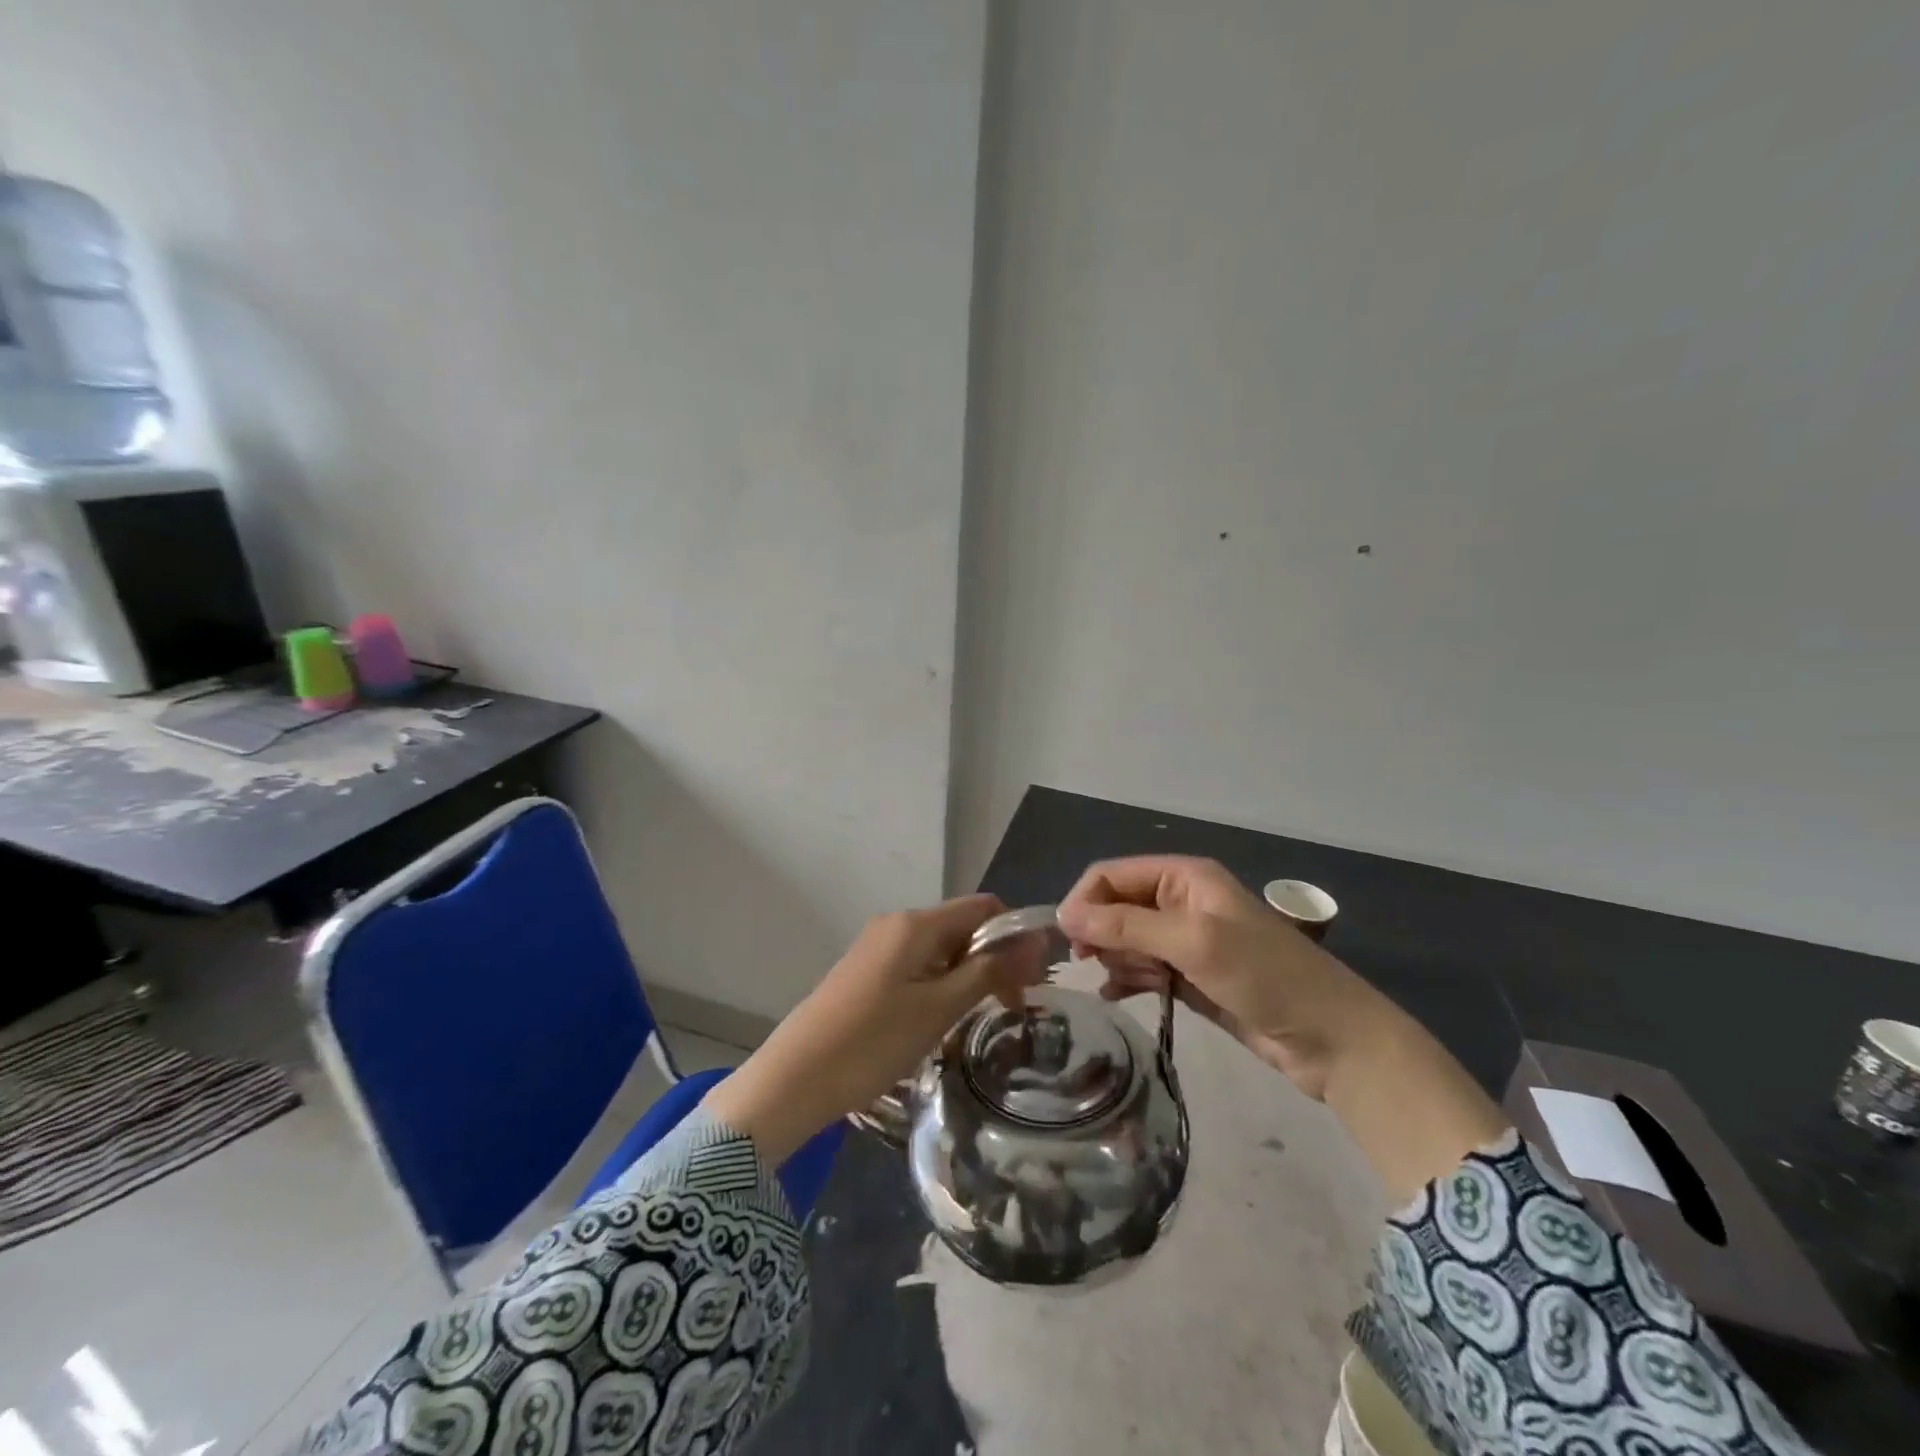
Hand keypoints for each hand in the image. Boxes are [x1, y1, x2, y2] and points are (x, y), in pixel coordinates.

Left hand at [704, 895, 1047, 1162]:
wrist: (795, 1077)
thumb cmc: (874, 1041)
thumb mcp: (939, 1008)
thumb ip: (989, 971)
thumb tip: (1036, 942)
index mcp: (916, 923)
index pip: (984, 907)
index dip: (1015, 935)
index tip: (1033, 979)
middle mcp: (897, 924)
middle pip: (962, 926)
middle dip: (994, 958)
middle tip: (1014, 1006)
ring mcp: (878, 947)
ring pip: (941, 949)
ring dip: (968, 975)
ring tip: (981, 1018)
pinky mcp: (867, 971)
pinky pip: (918, 965)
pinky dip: (941, 984)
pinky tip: (943, 1020)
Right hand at [1057, 855, 1372, 1099]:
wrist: (1332, 1039)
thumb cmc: (1265, 976)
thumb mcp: (1193, 942)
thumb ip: (1127, 926)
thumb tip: (1065, 914)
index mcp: (1185, 877)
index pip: (1114, 874)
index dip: (1086, 899)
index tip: (1066, 937)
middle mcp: (1182, 902)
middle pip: (1118, 906)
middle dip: (1099, 930)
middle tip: (1088, 962)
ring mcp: (1187, 941)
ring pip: (1128, 939)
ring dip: (1115, 957)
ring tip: (1116, 983)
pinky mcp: (1191, 977)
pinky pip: (1144, 969)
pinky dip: (1127, 978)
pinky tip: (1116, 996)